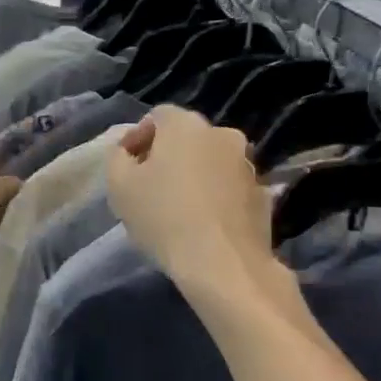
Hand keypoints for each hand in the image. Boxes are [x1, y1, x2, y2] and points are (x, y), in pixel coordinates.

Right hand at [105, 107, 285, 295]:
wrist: (223, 264)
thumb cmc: (163, 218)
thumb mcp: (119, 185)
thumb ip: (118, 157)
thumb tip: (129, 150)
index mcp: (186, 125)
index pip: (157, 116)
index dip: (138, 138)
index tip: (128, 168)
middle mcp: (222, 134)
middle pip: (187, 138)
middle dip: (167, 156)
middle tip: (150, 188)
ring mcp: (248, 164)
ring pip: (211, 162)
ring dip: (194, 176)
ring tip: (178, 209)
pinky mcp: (263, 194)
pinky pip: (229, 187)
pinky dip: (215, 196)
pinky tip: (203, 224)